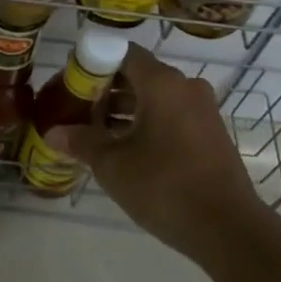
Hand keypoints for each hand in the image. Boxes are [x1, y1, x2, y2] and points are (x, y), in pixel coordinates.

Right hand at [56, 45, 269, 258]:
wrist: (228, 228)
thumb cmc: (164, 186)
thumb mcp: (113, 165)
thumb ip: (81, 141)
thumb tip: (52, 133)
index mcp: (162, 83)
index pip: (123, 52)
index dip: (94, 62)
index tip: (72, 82)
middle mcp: (185, 86)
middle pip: (139, 74)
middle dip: (107, 89)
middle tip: (78, 109)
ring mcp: (203, 110)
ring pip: (156, 97)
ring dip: (126, 109)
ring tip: (96, 132)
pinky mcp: (211, 133)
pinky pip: (172, 115)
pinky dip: (148, 122)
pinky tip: (127, 148)